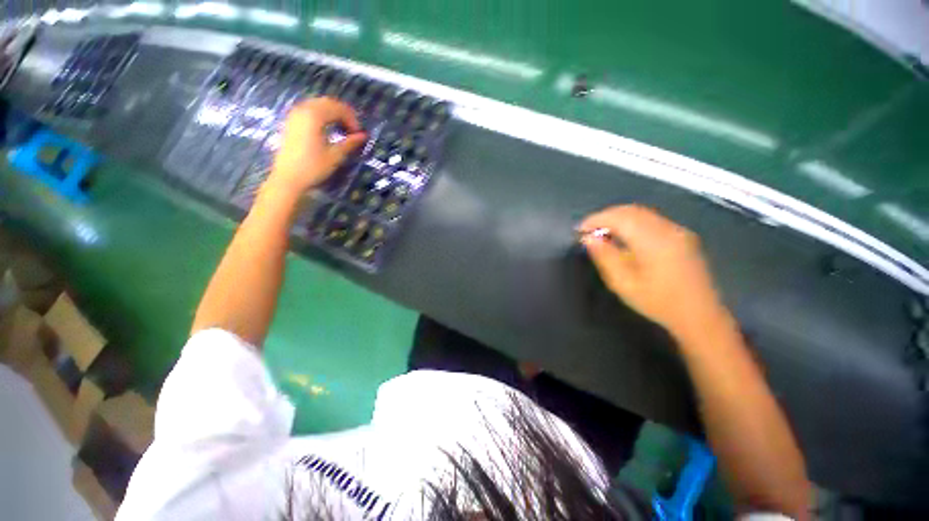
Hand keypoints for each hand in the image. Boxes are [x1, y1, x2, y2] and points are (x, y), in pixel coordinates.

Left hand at [262, 98, 365, 200]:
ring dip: (332, 114)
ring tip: (342, 129)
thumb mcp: (335, 155)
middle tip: (353, 130)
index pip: (338, 108)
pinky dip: (321, 116)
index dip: (352, 119)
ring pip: (317, 105)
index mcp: (314, 116)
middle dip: (343, 114)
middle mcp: (303, 110)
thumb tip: (364, 135)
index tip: (359, 134)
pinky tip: (328, 129)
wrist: (288, 178)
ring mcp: (294, 115)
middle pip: (327, 103)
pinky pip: (308, 110)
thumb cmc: (313, 167)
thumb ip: (350, 142)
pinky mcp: (290, 122)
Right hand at [579, 205, 728, 339]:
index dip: (596, 219)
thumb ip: (605, 257)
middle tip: (588, 229)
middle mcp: (667, 229)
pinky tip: (624, 236)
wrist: (700, 315)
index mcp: (653, 241)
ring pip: (642, 213)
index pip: (619, 218)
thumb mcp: (623, 284)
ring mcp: (677, 231)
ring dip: (619, 218)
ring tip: (602, 232)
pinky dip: (632, 222)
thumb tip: (588, 238)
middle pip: (631, 210)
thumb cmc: (658, 302)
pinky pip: (652, 219)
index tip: (579, 229)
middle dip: (606, 216)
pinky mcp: (682, 236)